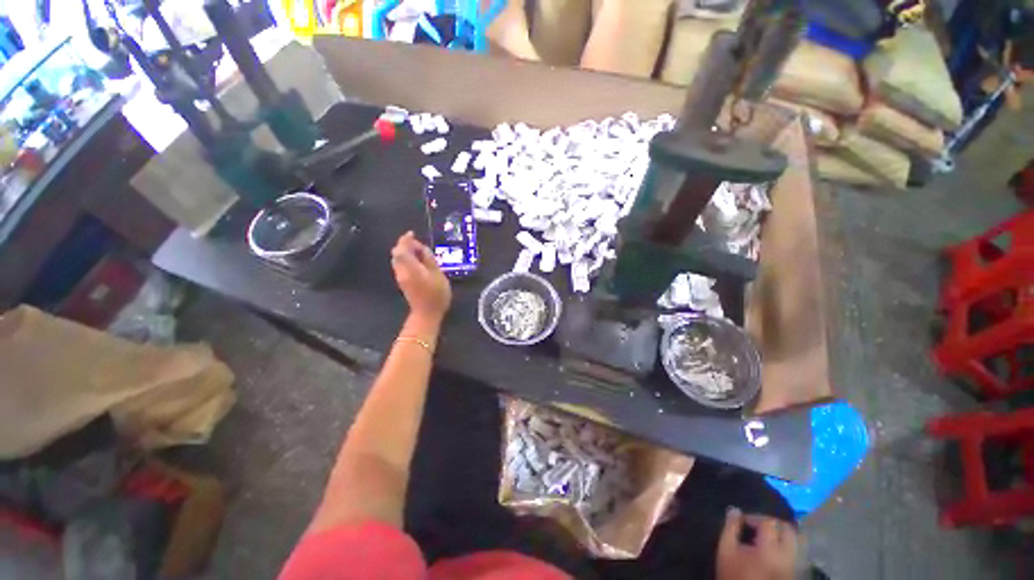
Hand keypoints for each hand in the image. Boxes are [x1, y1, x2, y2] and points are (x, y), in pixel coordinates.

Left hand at [391, 231, 451, 324]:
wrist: (427, 314)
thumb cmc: (436, 294)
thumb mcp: (438, 274)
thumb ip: (429, 260)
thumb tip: (422, 249)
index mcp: (410, 268)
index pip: (401, 249)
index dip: (405, 240)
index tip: (412, 233)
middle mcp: (402, 271)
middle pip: (397, 254)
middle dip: (405, 245)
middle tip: (418, 244)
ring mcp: (401, 278)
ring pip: (398, 260)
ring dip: (406, 253)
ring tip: (420, 252)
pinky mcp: (403, 283)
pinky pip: (401, 266)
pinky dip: (407, 260)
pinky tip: (417, 262)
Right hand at [717, 508, 797, 579]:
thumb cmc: (734, 574)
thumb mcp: (726, 550)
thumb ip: (731, 528)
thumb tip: (734, 510)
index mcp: (769, 550)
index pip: (769, 522)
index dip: (755, 517)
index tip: (743, 521)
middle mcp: (787, 557)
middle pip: (788, 530)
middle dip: (773, 523)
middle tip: (757, 525)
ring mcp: (793, 567)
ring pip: (797, 542)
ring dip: (782, 534)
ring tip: (766, 537)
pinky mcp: (794, 574)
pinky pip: (796, 554)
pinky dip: (786, 546)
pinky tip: (771, 550)